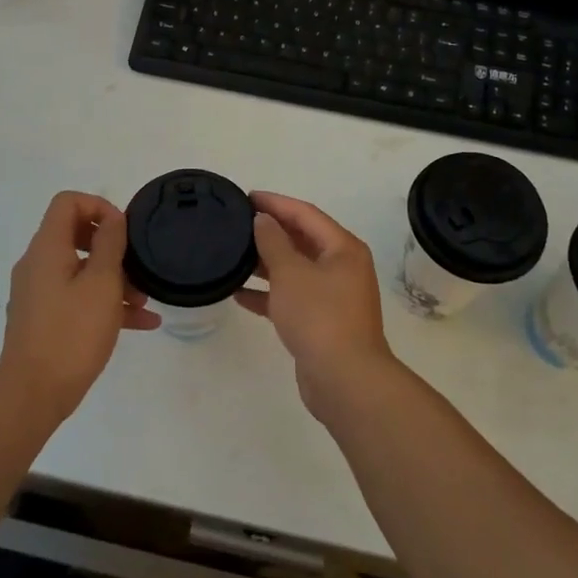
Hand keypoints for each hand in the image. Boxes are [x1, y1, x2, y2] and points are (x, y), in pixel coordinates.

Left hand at [0, 192, 157, 424]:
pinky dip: (104, 303)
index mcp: (47, 248)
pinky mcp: (43, 320)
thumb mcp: (102, 283)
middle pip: (75, 234)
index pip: (67, 202)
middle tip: (136, 262)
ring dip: (113, 279)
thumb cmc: (72, 332)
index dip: (98, 206)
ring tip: (144, 301)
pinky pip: (77, 298)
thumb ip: (110, 244)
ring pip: (79, 270)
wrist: (32, 394)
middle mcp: (37, 264)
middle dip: (111, 246)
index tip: (123, 230)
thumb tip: (113, 217)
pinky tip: (141, 322)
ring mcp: (38, 293)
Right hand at [235, 192, 396, 418]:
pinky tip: (240, 294)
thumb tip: (263, 220)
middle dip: (270, 231)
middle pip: (302, 239)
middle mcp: (342, 267)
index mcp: (342, 248)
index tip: (246, 196)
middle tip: (237, 223)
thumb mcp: (290, 272)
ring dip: (266, 263)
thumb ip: (273, 241)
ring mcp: (333, 296)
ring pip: (295, 270)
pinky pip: (292, 297)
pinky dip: (269, 294)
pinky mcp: (321, 322)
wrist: (344, 380)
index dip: (275, 203)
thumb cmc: (319, 316)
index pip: (305, 213)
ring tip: (233, 256)